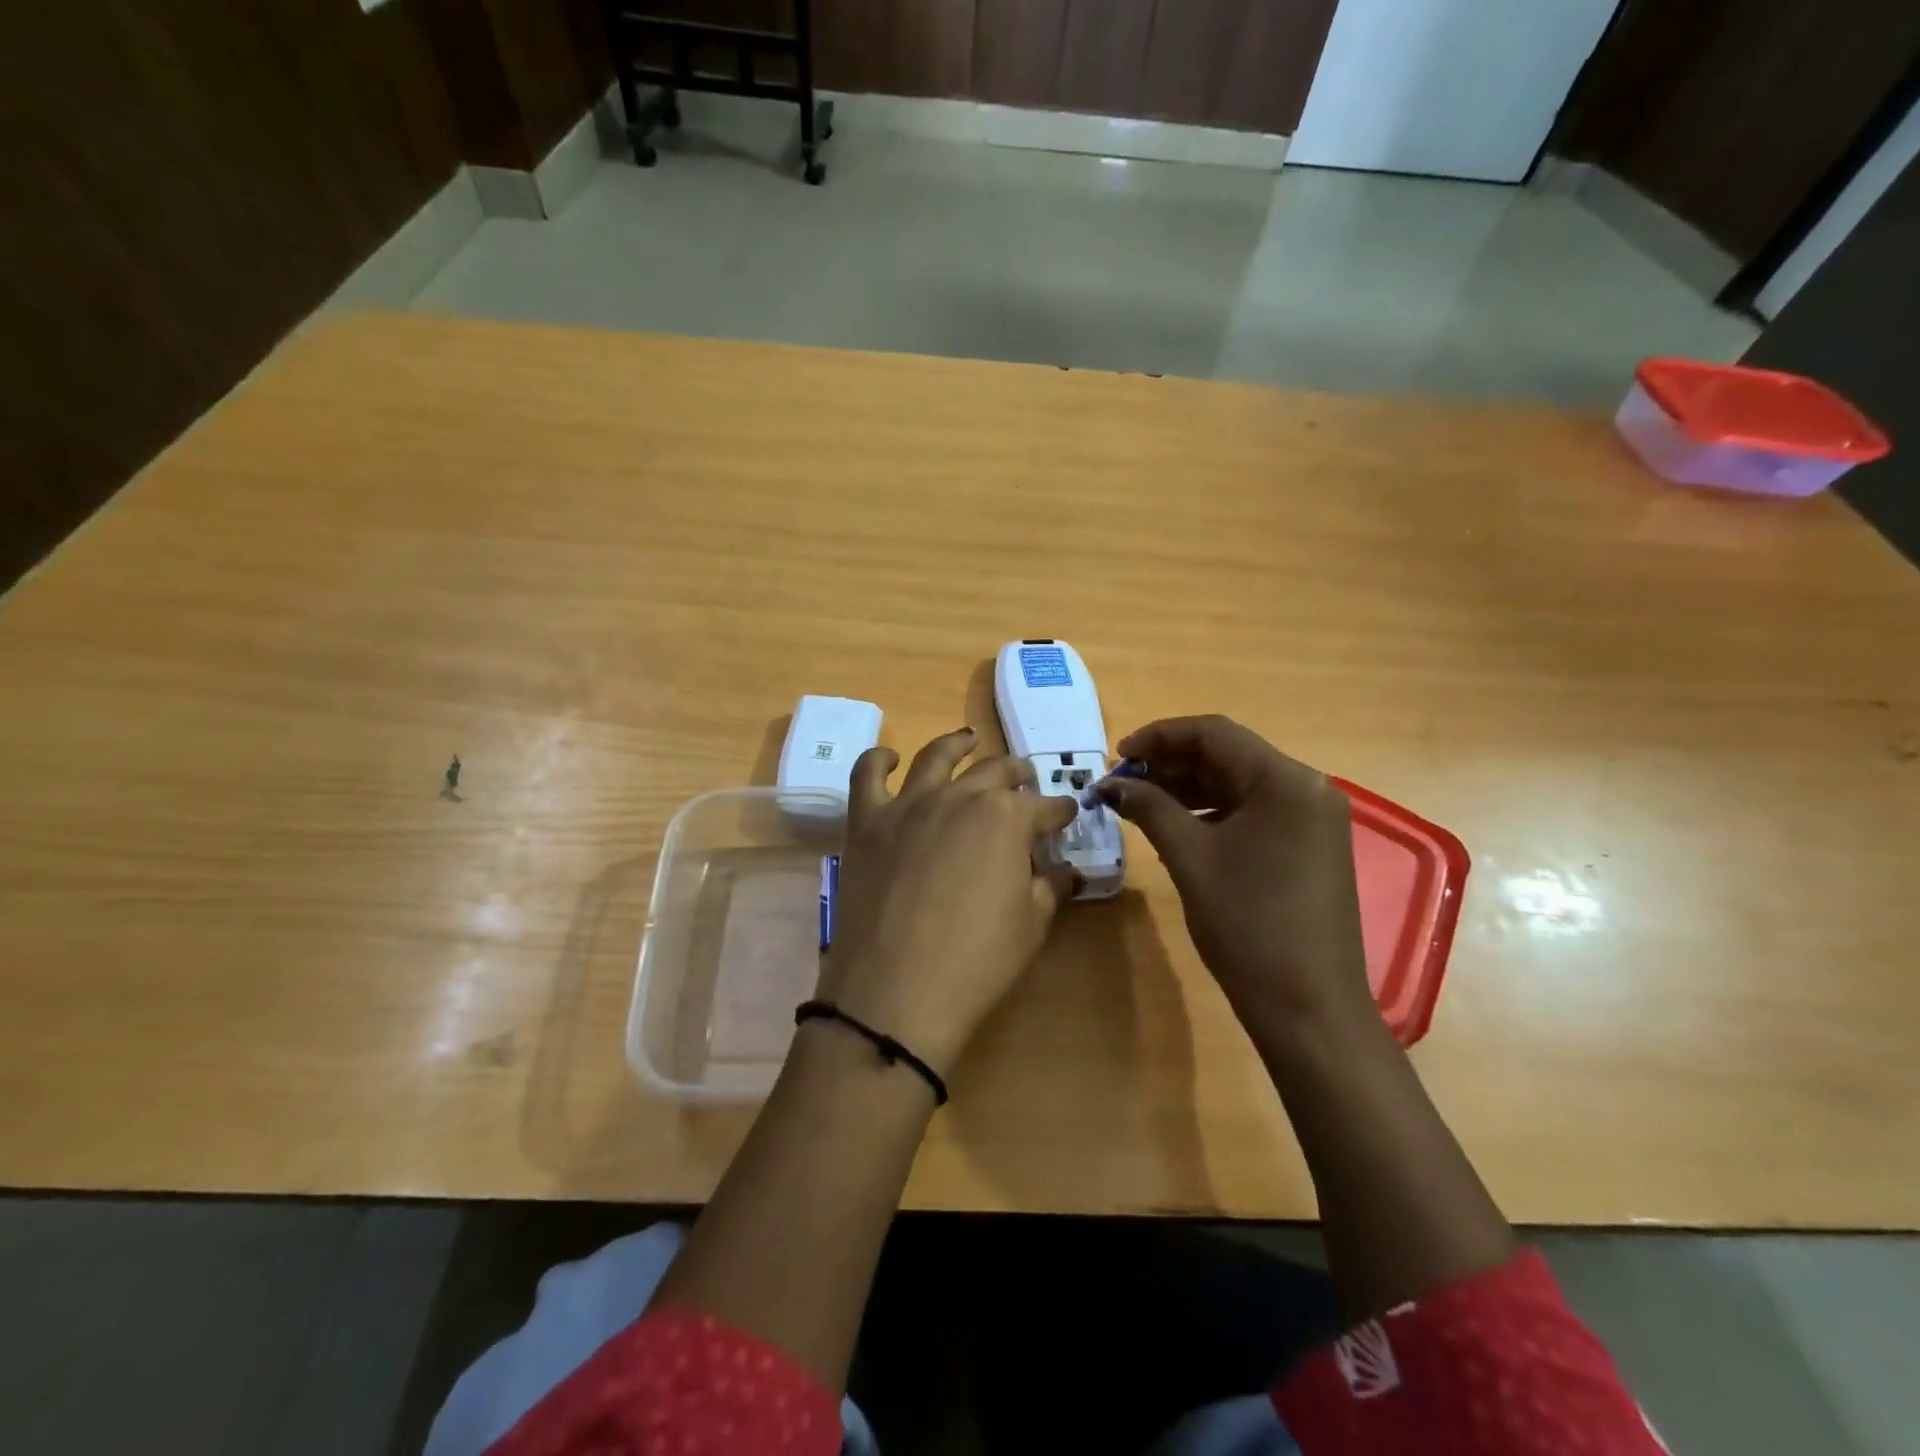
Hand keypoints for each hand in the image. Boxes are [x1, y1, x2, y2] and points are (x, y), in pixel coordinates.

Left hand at [818, 728, 1078, 1076]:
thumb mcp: (1031, 926)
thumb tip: (1067, 871)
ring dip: (957, 745)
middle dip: (1016, 774)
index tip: (1067, 814)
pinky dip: (879, 759)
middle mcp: (959, 797)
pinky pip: (868, 775)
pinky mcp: (867, 822)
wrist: (895, 992)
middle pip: (995, 773)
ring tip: (968, 739)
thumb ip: (1050, 888)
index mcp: (1006, 818)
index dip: (1059, 811)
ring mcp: (908, 805)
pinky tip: (891, 757)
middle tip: (1025, 778)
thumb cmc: (976, 961)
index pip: (1043, 807)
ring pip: (936, 758)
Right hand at [1093, 716, 1373, 1038]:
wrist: (1308, 1007)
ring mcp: (1313, 818)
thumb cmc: (1247, 924)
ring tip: (1141, 801)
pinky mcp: (1309, 845)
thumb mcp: (1190, 857)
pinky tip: (1177, 824)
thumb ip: (1150, 807)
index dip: (1159, 737)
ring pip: (1239, 782)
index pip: (1214, 733)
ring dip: (1189, 786)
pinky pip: (1254, 810)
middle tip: (1122, 782)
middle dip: (1171, 763)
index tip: (1116, 756)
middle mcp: (1307, 787)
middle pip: (1228, 755)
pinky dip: (1213, 810)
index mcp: (1285, 780)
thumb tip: (1111, 784)